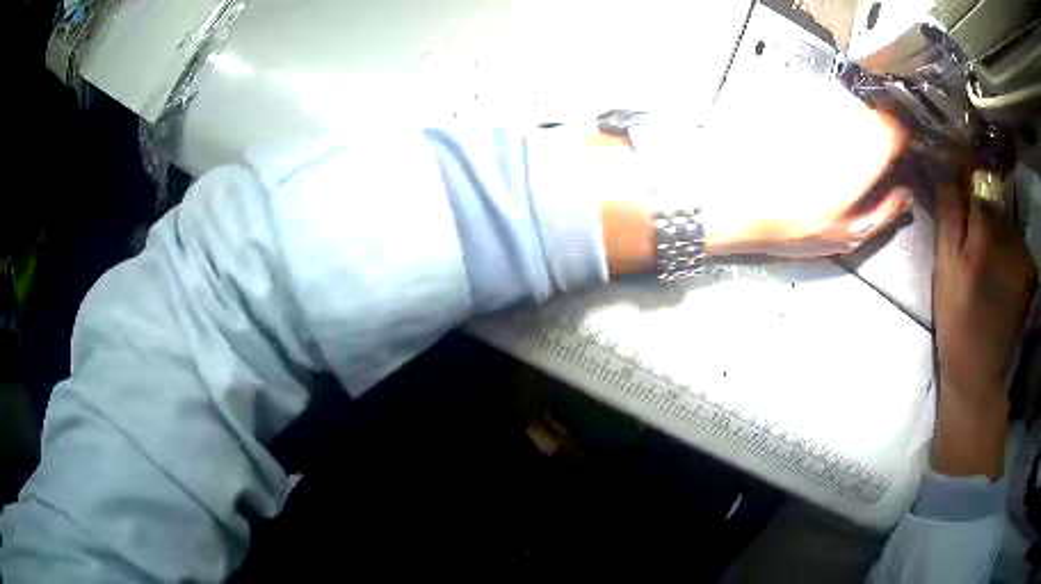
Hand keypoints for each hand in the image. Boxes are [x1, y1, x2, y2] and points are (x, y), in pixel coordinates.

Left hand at [689, 76, 911, 257]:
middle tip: (880, 156)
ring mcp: (817, 114)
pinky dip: (833, 120)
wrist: (735, 201)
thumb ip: (885, 212)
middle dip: (883, 130)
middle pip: (875, 113)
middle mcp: (842, 126)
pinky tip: (822, 145)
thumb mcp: (847, 235)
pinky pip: (825, 107)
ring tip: (849, 154)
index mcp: (862, 156)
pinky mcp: (795, 108)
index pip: (895, 127)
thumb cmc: (793, 226)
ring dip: (858, 124)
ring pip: (851, 107)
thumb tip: (906, 195)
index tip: (905, 149)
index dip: (904, 136)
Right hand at [932, 176, 1036, 477]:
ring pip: (1007, 215)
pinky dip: (1008, 242)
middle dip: (980, 197)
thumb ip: (951, 214)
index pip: (977, 172)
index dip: (964, 166)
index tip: (952, 168)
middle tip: (969, 223)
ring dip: (995, 222)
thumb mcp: (945, 269)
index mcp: (986, 230)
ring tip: (985, 252)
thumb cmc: (957, 323)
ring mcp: (1024, 252)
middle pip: (994, 192)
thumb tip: (946, 165)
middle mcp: (1010, 233)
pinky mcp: (1030, 269)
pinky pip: (1017, 238)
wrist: (981, 376)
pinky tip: (1000, 267)